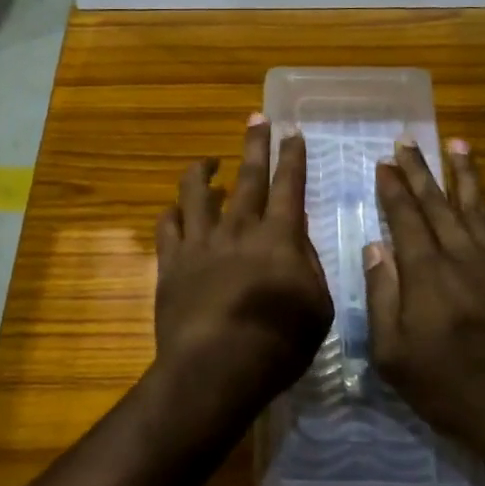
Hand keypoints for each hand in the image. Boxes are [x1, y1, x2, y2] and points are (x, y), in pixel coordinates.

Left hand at [152, 115, 333, 427]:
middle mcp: (239, 228)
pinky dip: (172, 213)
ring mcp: (200, 242)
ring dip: (202, 171)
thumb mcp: (318, 308)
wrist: (215, 367)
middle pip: (248, 176)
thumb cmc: (277, 344)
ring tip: (207, 161)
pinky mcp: (171, 262)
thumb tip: (297, 244)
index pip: (289, 185)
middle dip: (255, 144)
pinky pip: (167, 226)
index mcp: (279, 237)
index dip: (292, 157)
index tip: (292, 132)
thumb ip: (309, 268)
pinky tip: (175, 210)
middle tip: (257, 117)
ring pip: (197, 192)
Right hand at [367, 140, 484, 461]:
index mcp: (427, 272)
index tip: (384, 162)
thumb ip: (382, 295)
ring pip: (479, 208)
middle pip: (438, 202)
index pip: (406, 216)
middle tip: (408, 140)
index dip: (394, 187)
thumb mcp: (393, 354)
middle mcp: (463, 255)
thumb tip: (375, 247)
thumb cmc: (447, 387)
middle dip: (420, 170)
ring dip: (465, 175)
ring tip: (457, 144)